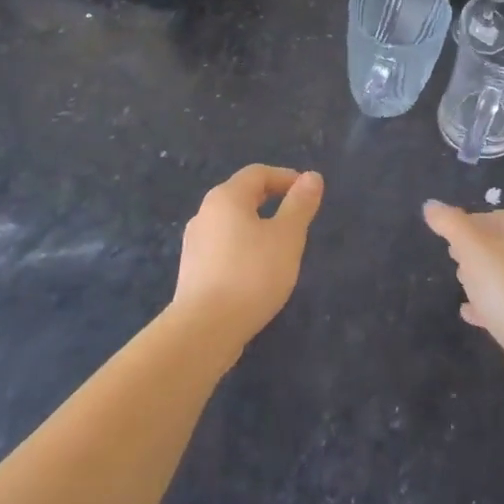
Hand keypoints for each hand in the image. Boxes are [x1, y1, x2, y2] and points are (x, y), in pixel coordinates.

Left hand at [174, 165, 323, 351]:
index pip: (258, 173)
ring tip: (279, 247)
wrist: (204, 329)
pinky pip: (222, 247)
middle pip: (241, 195)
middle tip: (296, 217)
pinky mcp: (191, 270)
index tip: (308, 193)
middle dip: (271, 200)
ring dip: (256, 226)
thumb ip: (300, 204)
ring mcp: (194, 243)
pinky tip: (255, 271)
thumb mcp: (287, 237)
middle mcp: (205, 213)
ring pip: (231, 223)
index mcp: (226, 197)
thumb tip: (312, 176)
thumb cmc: (251, 274)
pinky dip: (243, 248)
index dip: (285, 177)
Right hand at [423, 202, 503, 404]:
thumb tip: (430, 205)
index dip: (469, 222)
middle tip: (452, 258)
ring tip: (460, 284)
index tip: (446, 235)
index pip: (496, 217)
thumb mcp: (472, 248)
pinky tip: (468, 313)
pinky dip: (486, 305)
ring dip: (480, 277)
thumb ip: (450, 224)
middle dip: (474, 249)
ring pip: (503, 276)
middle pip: (500, 246)